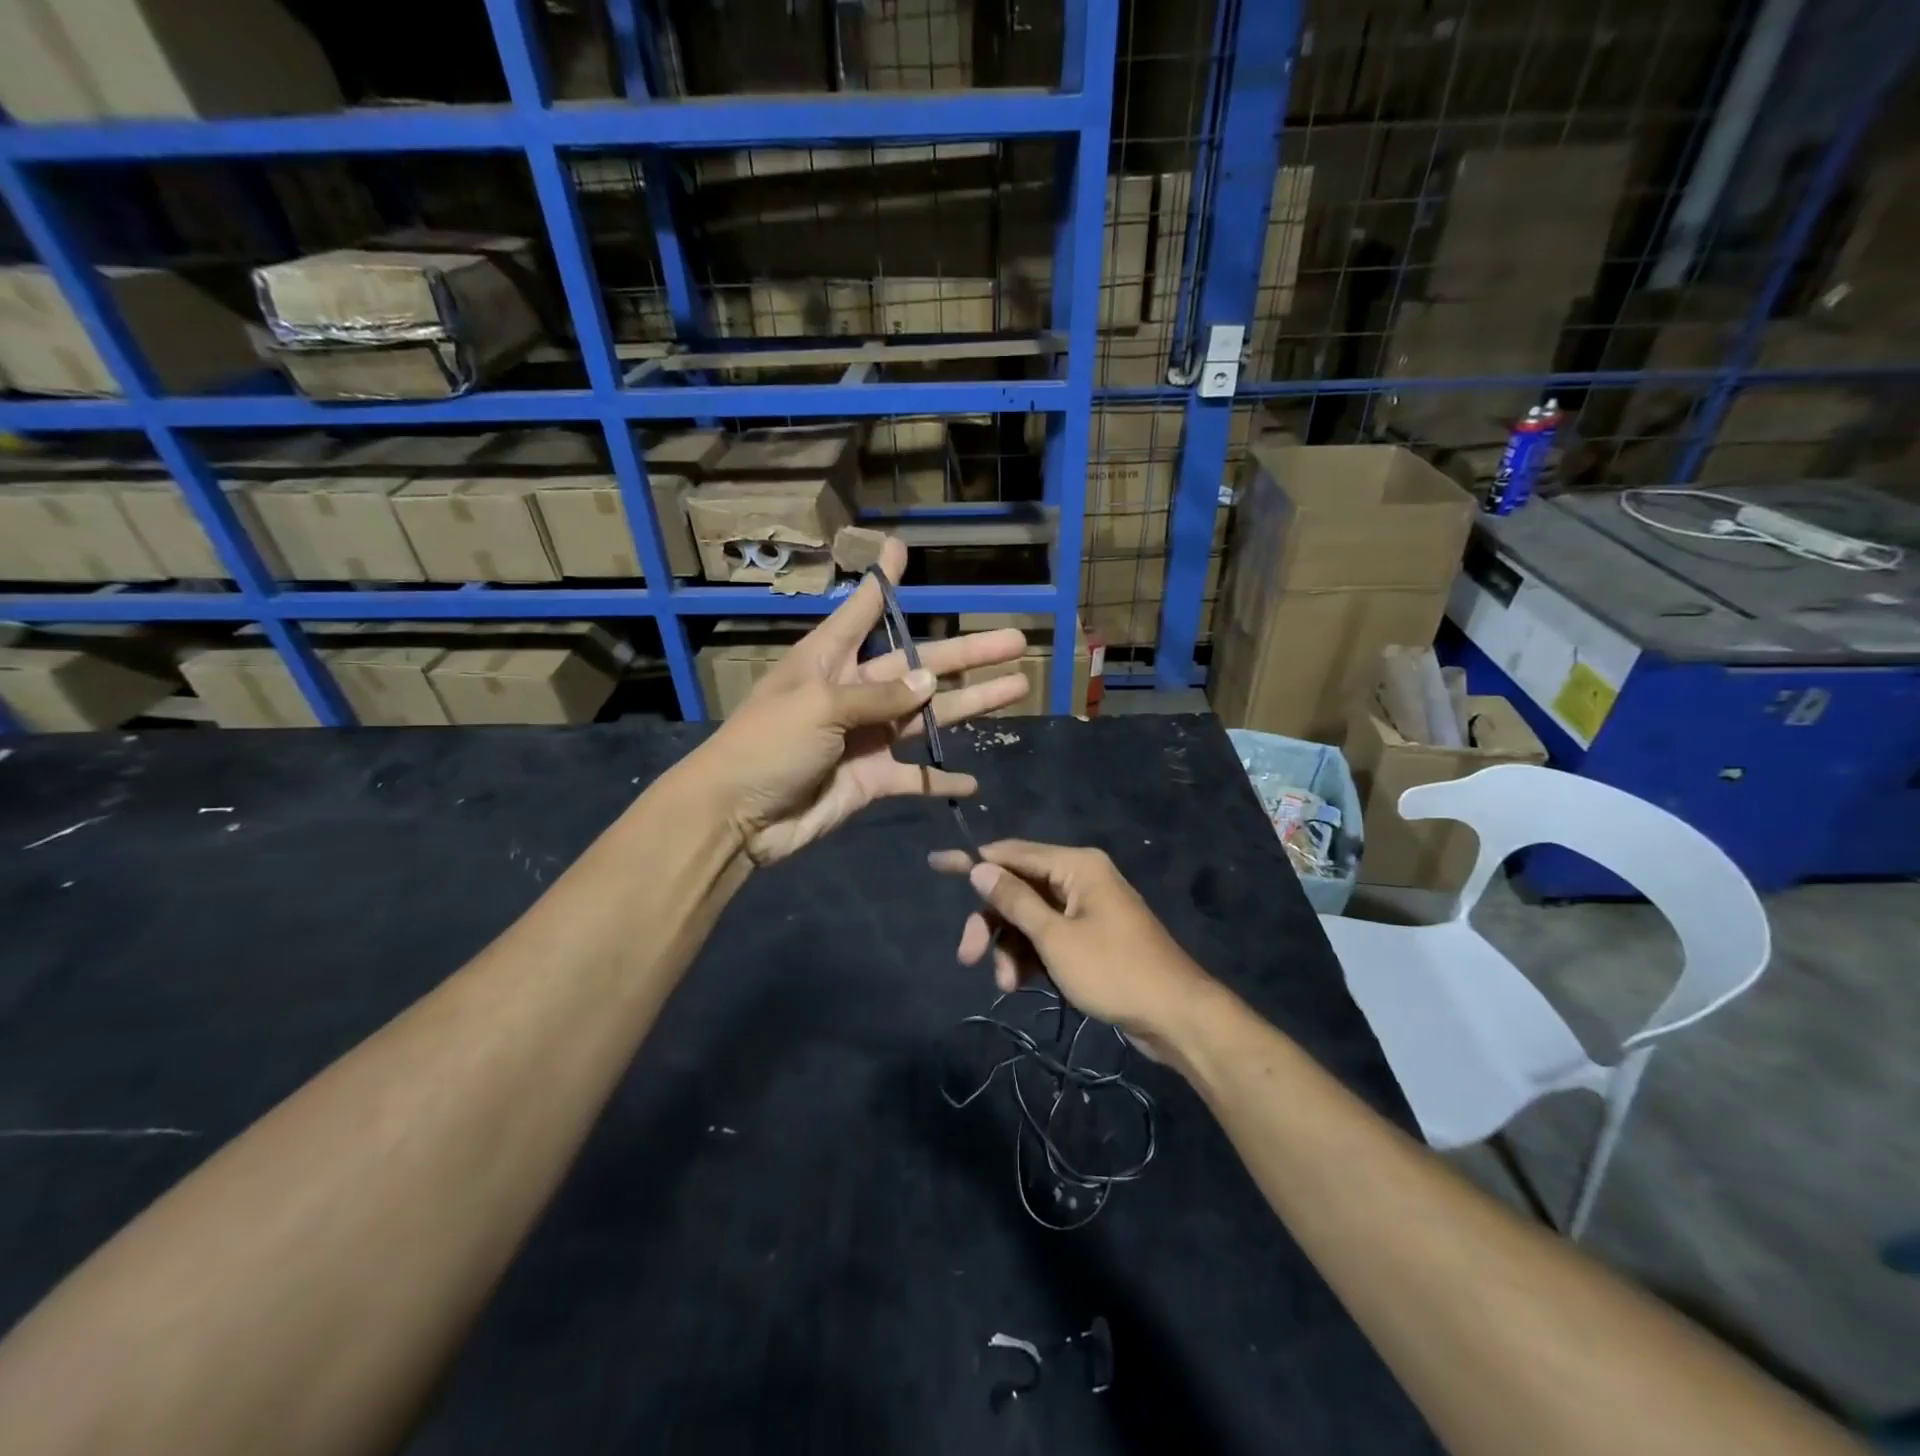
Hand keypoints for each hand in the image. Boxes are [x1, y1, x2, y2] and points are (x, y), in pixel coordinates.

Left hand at [695, 538, 1030, 863]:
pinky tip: (973, 781)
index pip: (863, 611)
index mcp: (830, 661)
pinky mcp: (871, 779)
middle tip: (1016, 639)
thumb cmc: (768, 745)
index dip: (884, 582)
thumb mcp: (820, 706)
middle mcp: (854, 692)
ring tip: (1018, 687)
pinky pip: (915, 777)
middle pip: (919, 665)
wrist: (737, 817)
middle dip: (968, 652)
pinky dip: (941, 780)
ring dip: (973, 704)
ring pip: (930, 716)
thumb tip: (929, 682)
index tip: (899, 549)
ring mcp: (866, 737)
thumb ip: (878, 696)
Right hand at [928, 840, 1215, 1059]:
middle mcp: (1079, 879)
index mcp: (1075, 865)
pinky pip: (1047, 937)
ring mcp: (1085, 909)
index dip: (973, 861)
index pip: (1012, 853)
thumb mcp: (1055, 937)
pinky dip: (1030, 957)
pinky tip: (1020, 984)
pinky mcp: (1089, 938)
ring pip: (1029, 918)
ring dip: (1010, 948)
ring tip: (1005, 984)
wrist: (1175, 1016)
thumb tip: (979, 867)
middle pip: (1018, 889)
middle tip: (968, 956)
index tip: (936, 865)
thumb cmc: (1114, 970)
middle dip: (992, 922)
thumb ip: (1014, 901)